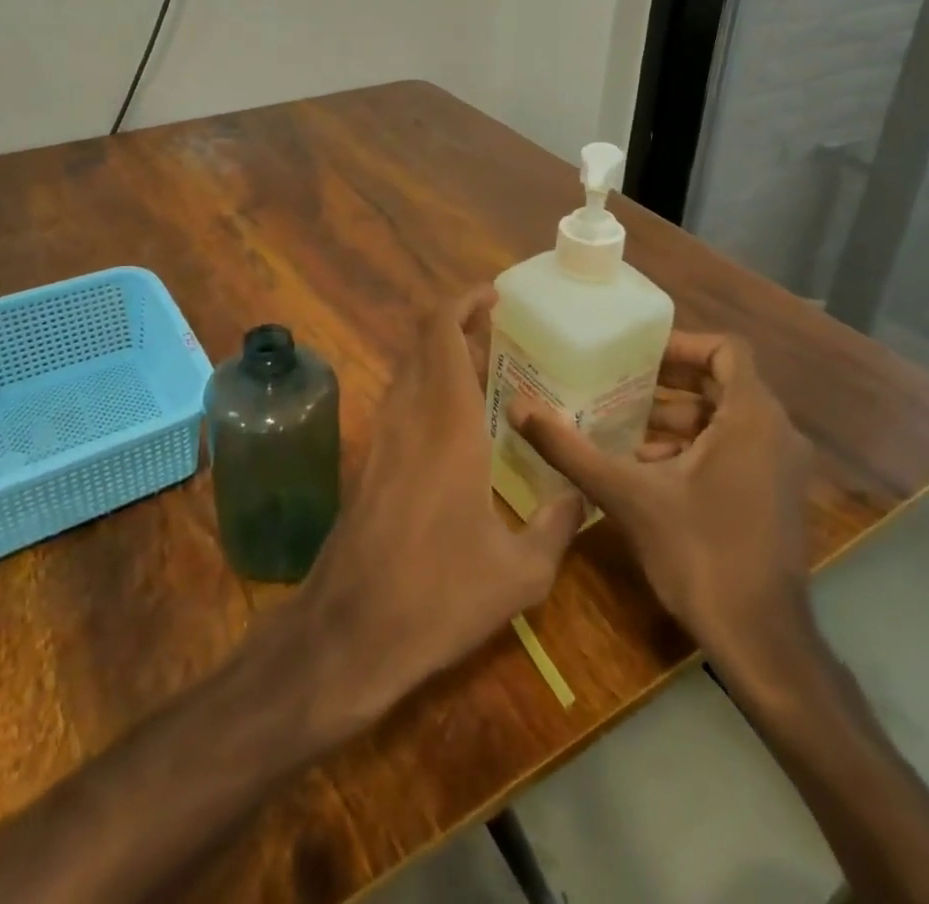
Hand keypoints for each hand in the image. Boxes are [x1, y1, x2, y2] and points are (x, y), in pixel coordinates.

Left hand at [297, 288, 581, 726]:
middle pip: (423, 342)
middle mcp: (409, 414)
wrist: (350, 631)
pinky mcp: (370, 461)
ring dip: (442, 358)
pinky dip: (428, 390)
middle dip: (459, 327)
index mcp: (447, 422)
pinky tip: (459, 428)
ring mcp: (382, 436)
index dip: (463, 301)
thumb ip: (556, 526)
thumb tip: (577, 497)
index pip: (441, 331)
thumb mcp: (520, 573)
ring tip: (489, 376)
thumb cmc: (439, 595)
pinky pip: (402, 402)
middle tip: (503, 338)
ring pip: (409, 370)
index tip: (494, 297)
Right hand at [508, 332, 812, 666]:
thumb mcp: (626, 494)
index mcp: (753, 418)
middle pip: (722, 383)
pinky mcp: (775, 496)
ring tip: (621, 425)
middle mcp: (777, 434)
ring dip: (676, 418)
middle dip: (668, 382)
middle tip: (617, 382)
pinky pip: (734, 449)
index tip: (637, 354)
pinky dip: (693, 447)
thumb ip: (570, 449)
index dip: (681, 344)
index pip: (727, 349)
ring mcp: (781, 468)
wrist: (760, 641)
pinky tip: (646, 467)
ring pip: (726, 419)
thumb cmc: (700, 553)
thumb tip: (517, 408)